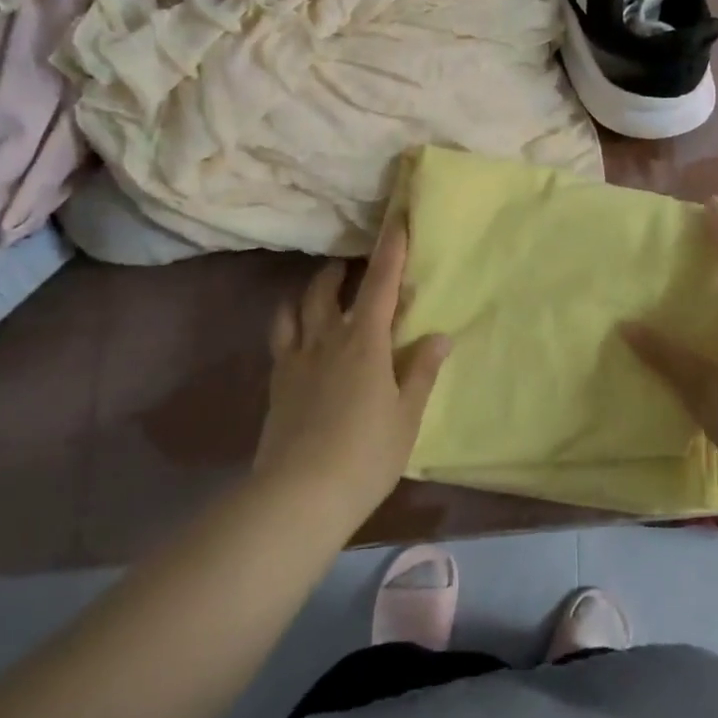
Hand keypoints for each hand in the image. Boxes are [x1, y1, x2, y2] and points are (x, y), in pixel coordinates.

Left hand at [256, 218, 453, 529]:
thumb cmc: (366, 454)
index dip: (390, 251)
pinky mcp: (277, 384)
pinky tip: (299, 336)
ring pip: (295, 309)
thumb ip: (421, 371)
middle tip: (352, 264)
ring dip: (310, 292)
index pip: (379, 285)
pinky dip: (289, 323)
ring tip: (322, 291)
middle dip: (340, 270)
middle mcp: (326, 340)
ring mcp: (296, 361)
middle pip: (327, 290)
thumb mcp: (406, 415)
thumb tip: (439, 335)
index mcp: (364, 343)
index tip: (396, 221)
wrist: (299, 495)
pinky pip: (280, 339)